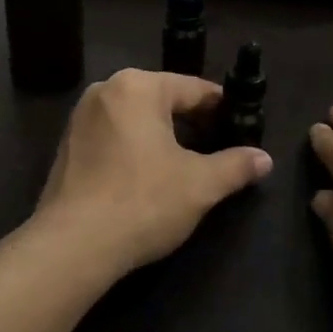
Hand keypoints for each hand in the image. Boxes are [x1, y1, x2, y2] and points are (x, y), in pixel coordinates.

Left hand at [32, 70, 273, 281]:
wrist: (73, 245)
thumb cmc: (143, 201)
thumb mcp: (200, 185)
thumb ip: (235, 166)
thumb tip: (265, 158)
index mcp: (138, 86)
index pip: (193, 89)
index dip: (221, 107)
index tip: (241, 125)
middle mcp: (106, 90)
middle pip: (162, 99)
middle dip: (191, 121)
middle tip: (218, 146)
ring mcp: (81, 117)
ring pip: (136, 117)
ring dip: (162, 135)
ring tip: (187, 163)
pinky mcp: (68, 144)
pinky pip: (113, 135)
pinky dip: (134, 147)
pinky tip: (148, 175)